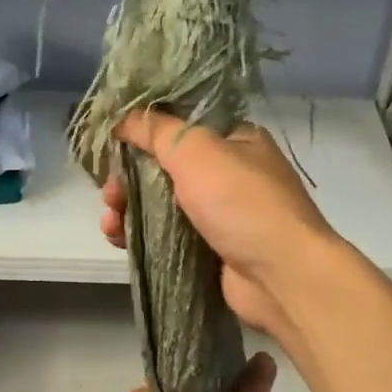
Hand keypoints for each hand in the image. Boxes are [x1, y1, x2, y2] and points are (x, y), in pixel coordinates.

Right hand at [99, 109, 335, 336]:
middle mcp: (229, 173)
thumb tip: (123, 115)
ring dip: (129, 208)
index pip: (179, 125)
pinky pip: (167, 235)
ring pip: (161, 204)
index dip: (142, 132)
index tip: (110, 144)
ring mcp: (220, 214)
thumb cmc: (241, 203)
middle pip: (164, 167)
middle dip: (128, 178)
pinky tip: (120, 240)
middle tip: (109, 193)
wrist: (281, 276)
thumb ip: (156, 130)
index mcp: (234, 140)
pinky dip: (141, 235)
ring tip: (111, 222)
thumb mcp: (196, 150)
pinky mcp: (210, 249)